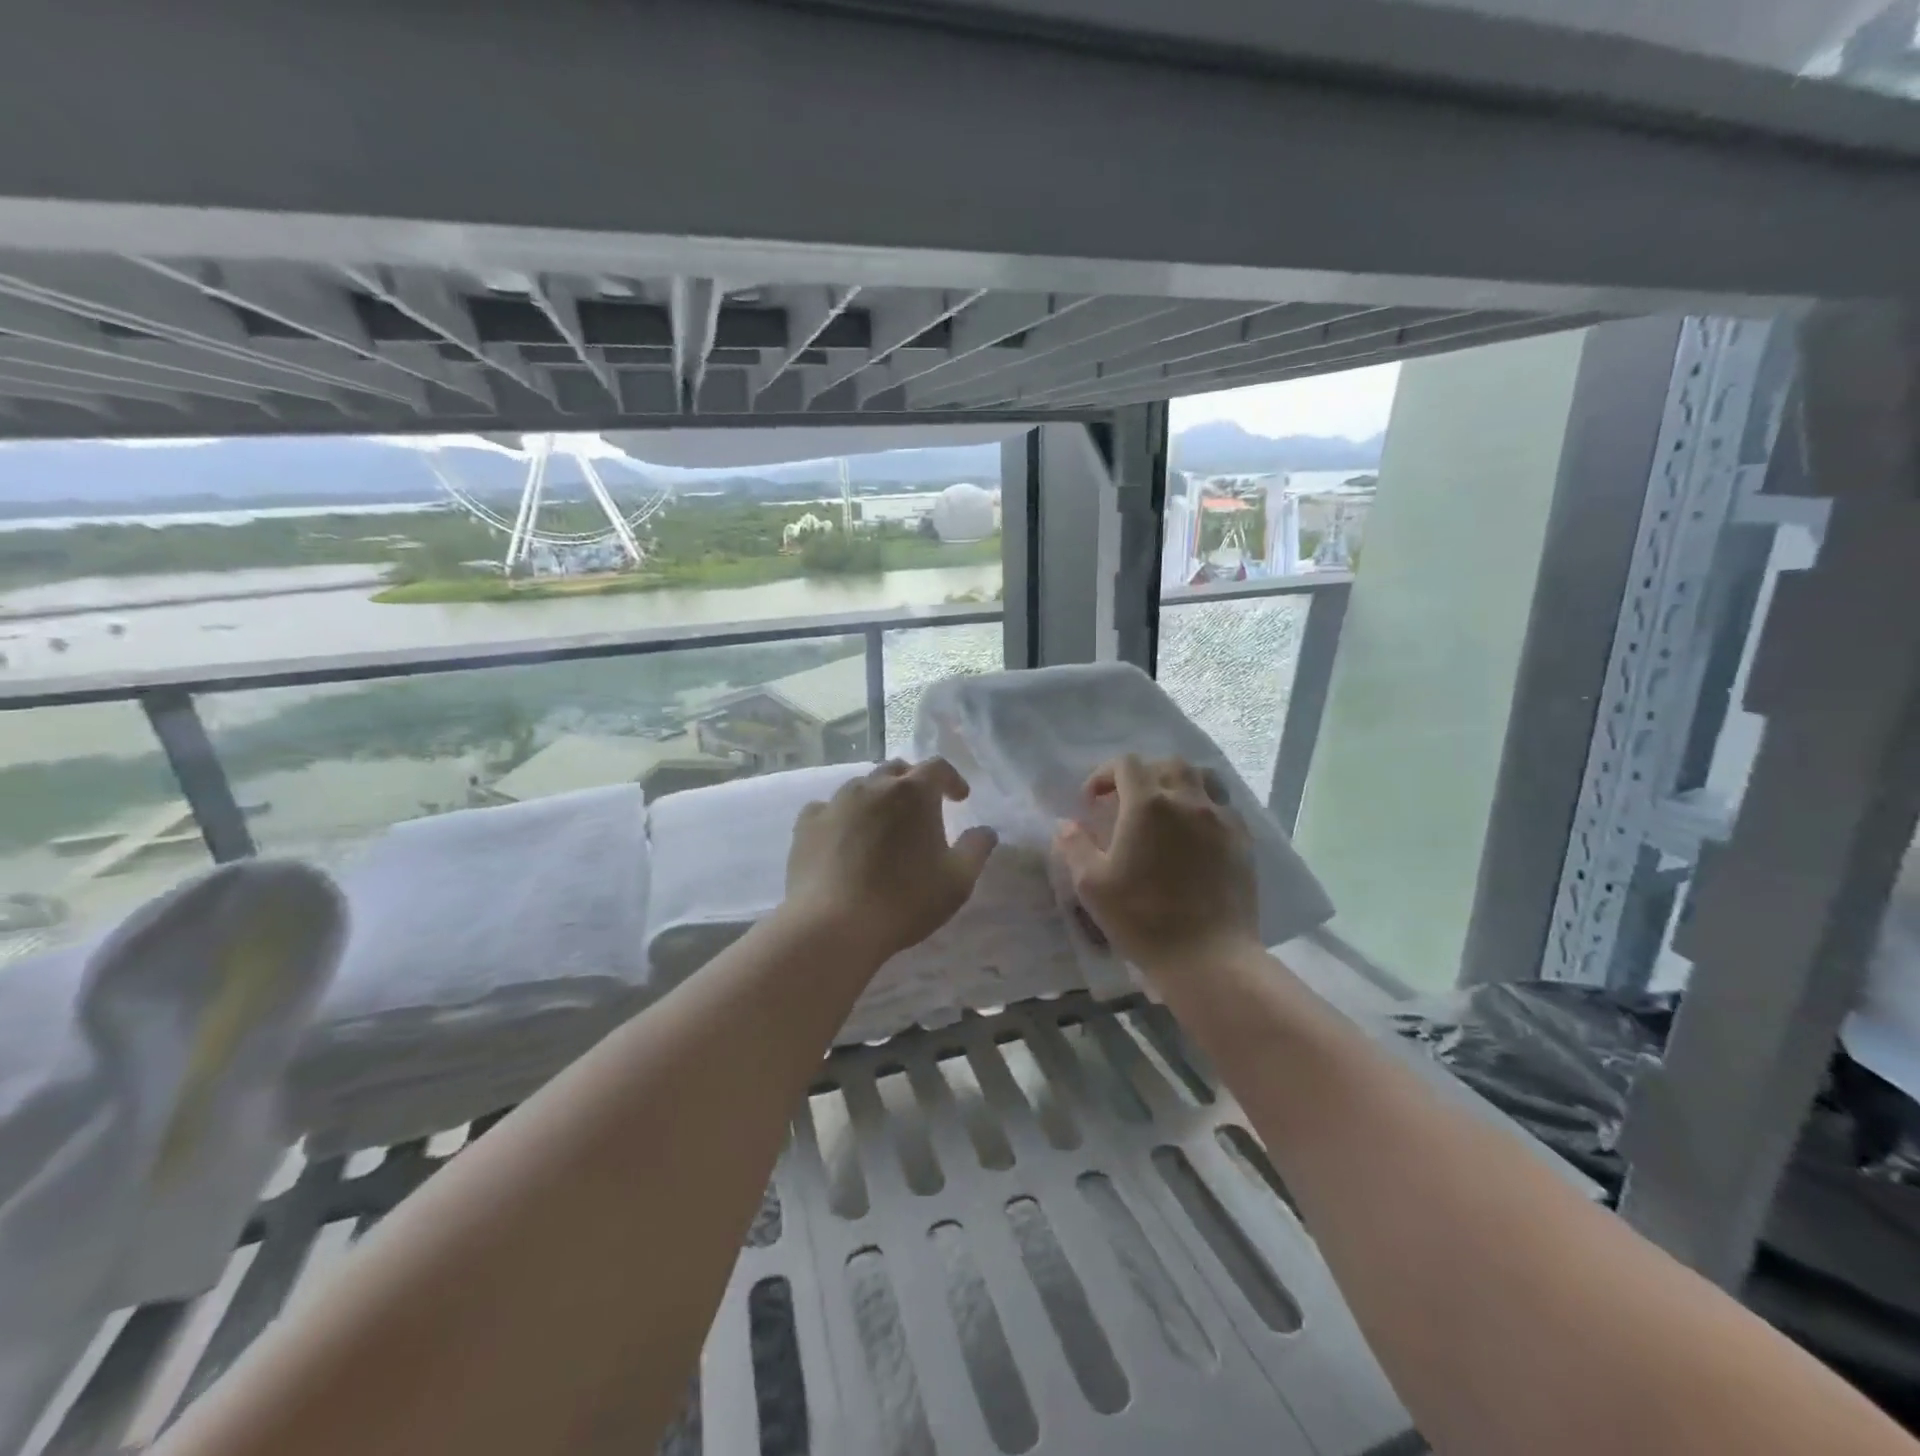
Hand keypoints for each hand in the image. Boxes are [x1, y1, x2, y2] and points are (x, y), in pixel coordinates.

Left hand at [784, 759, 998, 966]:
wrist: (832, 925)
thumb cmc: (904, 900)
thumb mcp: (957, 881)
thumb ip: (976, 849)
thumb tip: (986, 831)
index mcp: (914, 793)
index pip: (938, 767)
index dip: (952, 779)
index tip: (960, 798)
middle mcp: (873, 786)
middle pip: (897, 770)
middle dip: (913, 783)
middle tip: (921, 810)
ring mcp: (836, 802)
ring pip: (861, 787)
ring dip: (877, 798)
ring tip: (882, 825)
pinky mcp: (807, 824)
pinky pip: (828, 809)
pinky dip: (842, 816)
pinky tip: (843, 837)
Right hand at [1054, 754, 1260, 975]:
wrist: (1208, 956)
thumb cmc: (1142, 918)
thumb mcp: (1092, 885)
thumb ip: (1075, 847)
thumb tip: (1066, 825)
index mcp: (1147, 804)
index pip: (1126, 764)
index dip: (1104, 774)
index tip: (1092, 801)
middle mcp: (1187, 800)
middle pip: (1167, 763)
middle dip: (1142, 774)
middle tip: (1126, 801)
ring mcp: (1220, 818)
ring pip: (1202, 777)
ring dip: (1178, 782)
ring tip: (1165, 806)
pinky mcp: (1242, 840)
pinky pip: (1223, 806)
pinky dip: (1204, 806)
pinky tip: (1194, 832)